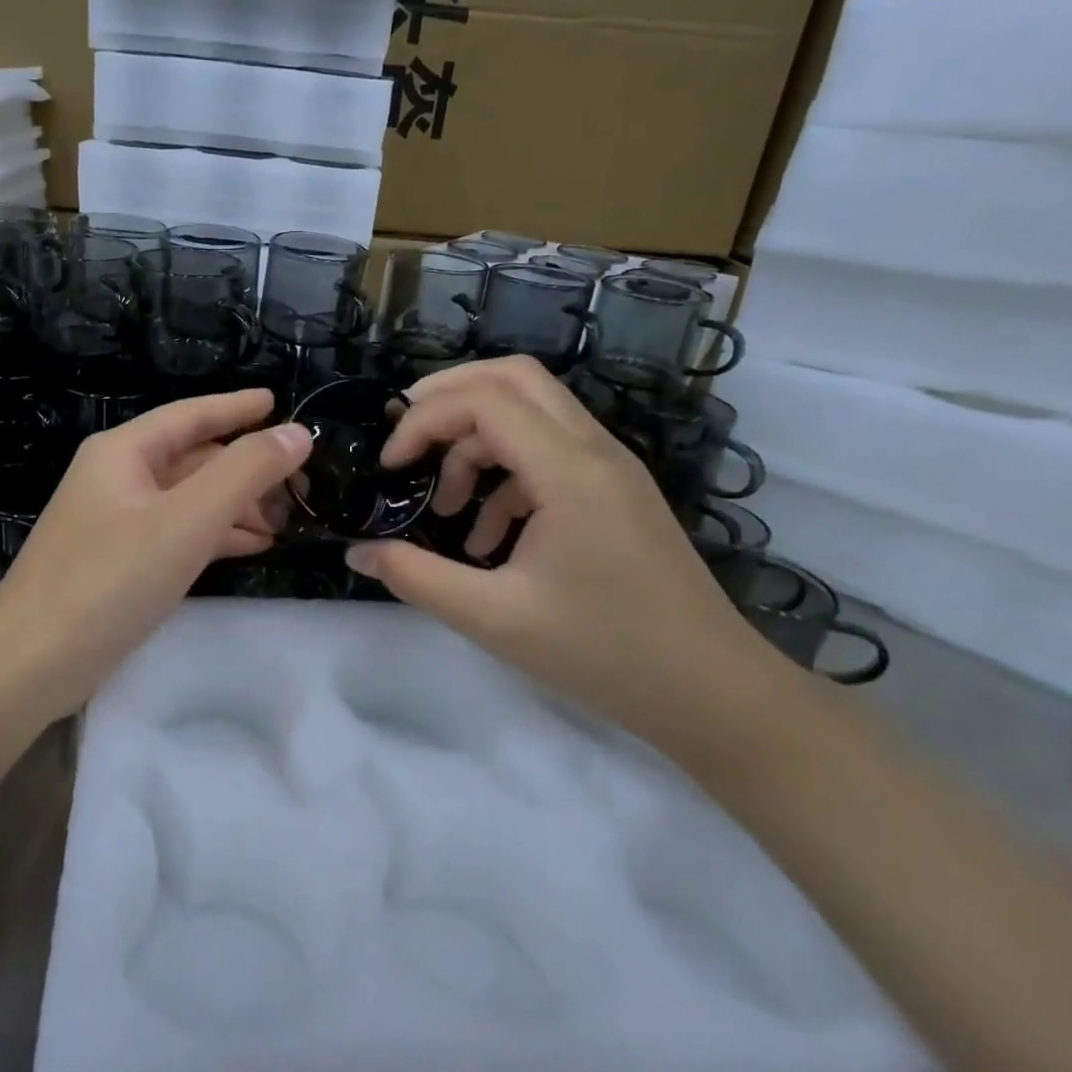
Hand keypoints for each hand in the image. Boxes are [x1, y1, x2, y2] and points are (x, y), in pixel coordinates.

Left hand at [0, 389, 311, 715]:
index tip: (279, 402)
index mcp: (124, 452)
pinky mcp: (120, 562)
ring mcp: (117, 522)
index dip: (238, 407)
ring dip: (237, 505)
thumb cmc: (111, 578)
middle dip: (246, 468)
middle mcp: (118, 477)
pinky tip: (253, 546)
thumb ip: (246, 471)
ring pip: (189, 499)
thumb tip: (298, 433)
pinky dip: (216, 534)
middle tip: (301, 484)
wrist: (32, 663)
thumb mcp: (187, 519)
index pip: (191, 414)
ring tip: (286, 521)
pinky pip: (178, 533)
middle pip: (194, 458)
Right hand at [345, 357, 778, 752]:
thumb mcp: (494, 619)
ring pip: (530, 411)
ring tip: (447, 507)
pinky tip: (490, 538)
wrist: (713, 693)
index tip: (390, 468)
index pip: (484, 399)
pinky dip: (506, 475)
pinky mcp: (614, 492)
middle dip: (447, 398)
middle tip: (404, 439)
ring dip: (476, 442)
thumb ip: (417, 577)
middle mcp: (593, 449)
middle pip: (512, 377)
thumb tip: (358, 551)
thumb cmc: (605, 653)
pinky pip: (549, 453)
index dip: (424, 419)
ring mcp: (610, 467)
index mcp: (568, 470)